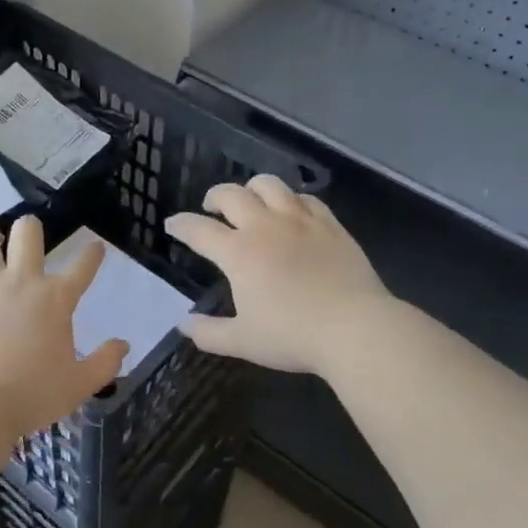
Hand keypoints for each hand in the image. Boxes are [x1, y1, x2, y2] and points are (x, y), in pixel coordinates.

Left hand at [0, 217, 128, 437]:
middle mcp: (22, 281)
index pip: (83, 266)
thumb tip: (124, 345)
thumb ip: (105, 363)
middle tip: (28, 234)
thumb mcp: (80, 385)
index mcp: (56, 299)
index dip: (92, 254)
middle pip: (28, 233)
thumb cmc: (33, 395)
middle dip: (30, 228)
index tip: (95, 248)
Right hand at [166, 176, 390, 376]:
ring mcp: (300, 220)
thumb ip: (208, 333)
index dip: (181, 225)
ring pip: (269, 185)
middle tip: (211, 207)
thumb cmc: (293, 336)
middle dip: (214, 197)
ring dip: (252, 188)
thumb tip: (183, 324)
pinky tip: (291, 210)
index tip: (172, 224)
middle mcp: (265, 226)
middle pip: (232, 195)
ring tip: (250, 199)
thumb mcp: (243, 342)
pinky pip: (305, 198)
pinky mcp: (329, 224)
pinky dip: (291, 199)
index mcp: (238, 253)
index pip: (199, 229)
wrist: (355, 328)